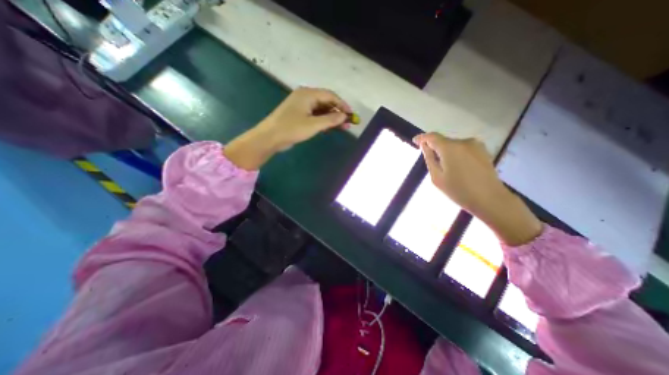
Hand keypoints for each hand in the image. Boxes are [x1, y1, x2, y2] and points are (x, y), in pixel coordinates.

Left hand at [223, 86, 350, 170]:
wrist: (270, 137)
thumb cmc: (291, 128)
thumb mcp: (313, 125)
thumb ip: (330, 120)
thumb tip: (344, 116)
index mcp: (308, 94)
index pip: (330, 96)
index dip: (342, 105)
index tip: (351, 115)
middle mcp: (305, 96)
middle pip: (326, 102)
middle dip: (337, 112)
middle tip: (347, 123)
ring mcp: (301, 106)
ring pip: (321, 109)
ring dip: (331, 118)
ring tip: (342, 127)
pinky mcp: (298, 115)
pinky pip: (315, 115)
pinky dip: (323, 121)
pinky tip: (329, 127)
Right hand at [414, 132, 542, 246]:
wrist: (490, 199)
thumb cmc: (459, 191)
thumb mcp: (437, 177)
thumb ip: (429, 158)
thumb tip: (424, 145)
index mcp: (450, 148)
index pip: (432, 136)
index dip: (422, 138)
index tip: (415, 141)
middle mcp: (463, 141)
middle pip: (443, 140)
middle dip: (434, 147)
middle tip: (430, 161)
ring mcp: (476, 144)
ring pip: (453, 145)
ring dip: (445, 152)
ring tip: (445, 168)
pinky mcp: (483, 150)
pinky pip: (463, 148)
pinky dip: (455, 154)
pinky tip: (457, 167)